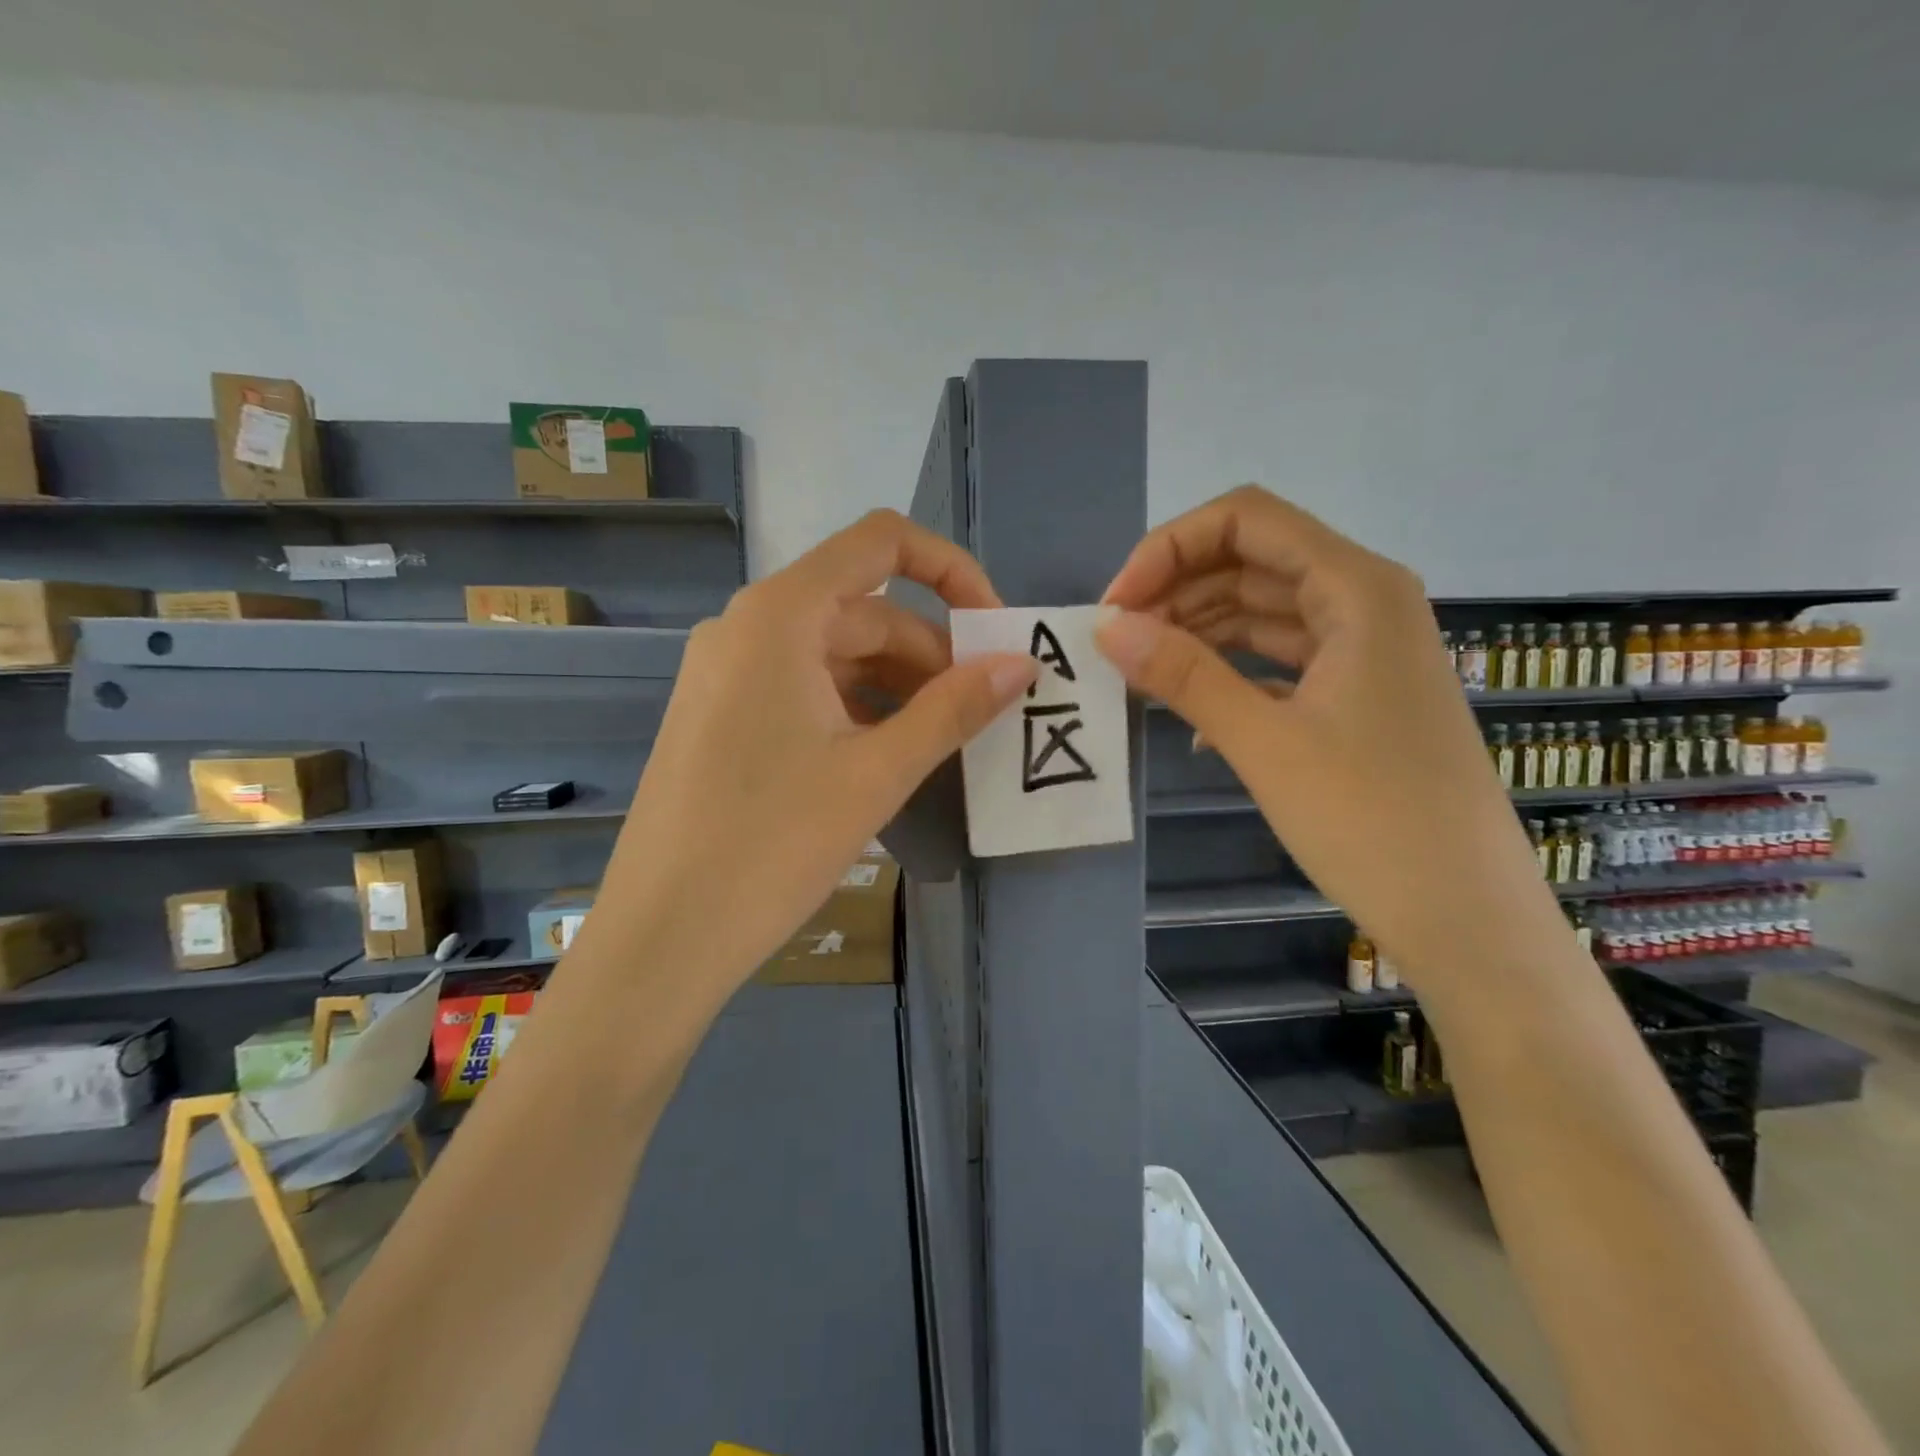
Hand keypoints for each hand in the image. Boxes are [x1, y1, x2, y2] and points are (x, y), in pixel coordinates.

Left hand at [582, 509, 1034, 1005]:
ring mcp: (729, 672)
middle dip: (931, 652)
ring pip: (836, 654)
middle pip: (863, 610)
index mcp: (780, 615)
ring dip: (898, 685)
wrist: (662, 935)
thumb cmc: (771, 845)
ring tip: (943, 740)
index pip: (881, 542)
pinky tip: (887, 755)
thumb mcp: (876, 773)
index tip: (994, 630)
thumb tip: (1022, 664)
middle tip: (981, 710)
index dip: (950, 570)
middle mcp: (747, 626)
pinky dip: (857, 708)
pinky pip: (806, 688)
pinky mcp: (723, 715)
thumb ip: (954, 708)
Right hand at [1095, 486, 1558, 988]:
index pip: (1245, 521)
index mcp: (1356, 589)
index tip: (1118, 605)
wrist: (1465, 915)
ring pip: (1263, 610)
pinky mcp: (1358, 694)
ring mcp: (1365, 650)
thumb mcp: (1263, 741)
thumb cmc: (1370, 819)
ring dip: (1198, 629)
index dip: (1170, 548)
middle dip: (1177, 589)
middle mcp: (1366, 602)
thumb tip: (1105, 625)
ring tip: (1140, 670)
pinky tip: (1189, 710)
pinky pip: (1279, 658)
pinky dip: (1230, 670)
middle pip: (1252, 561)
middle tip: (1117, 642)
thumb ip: (1183, 673)